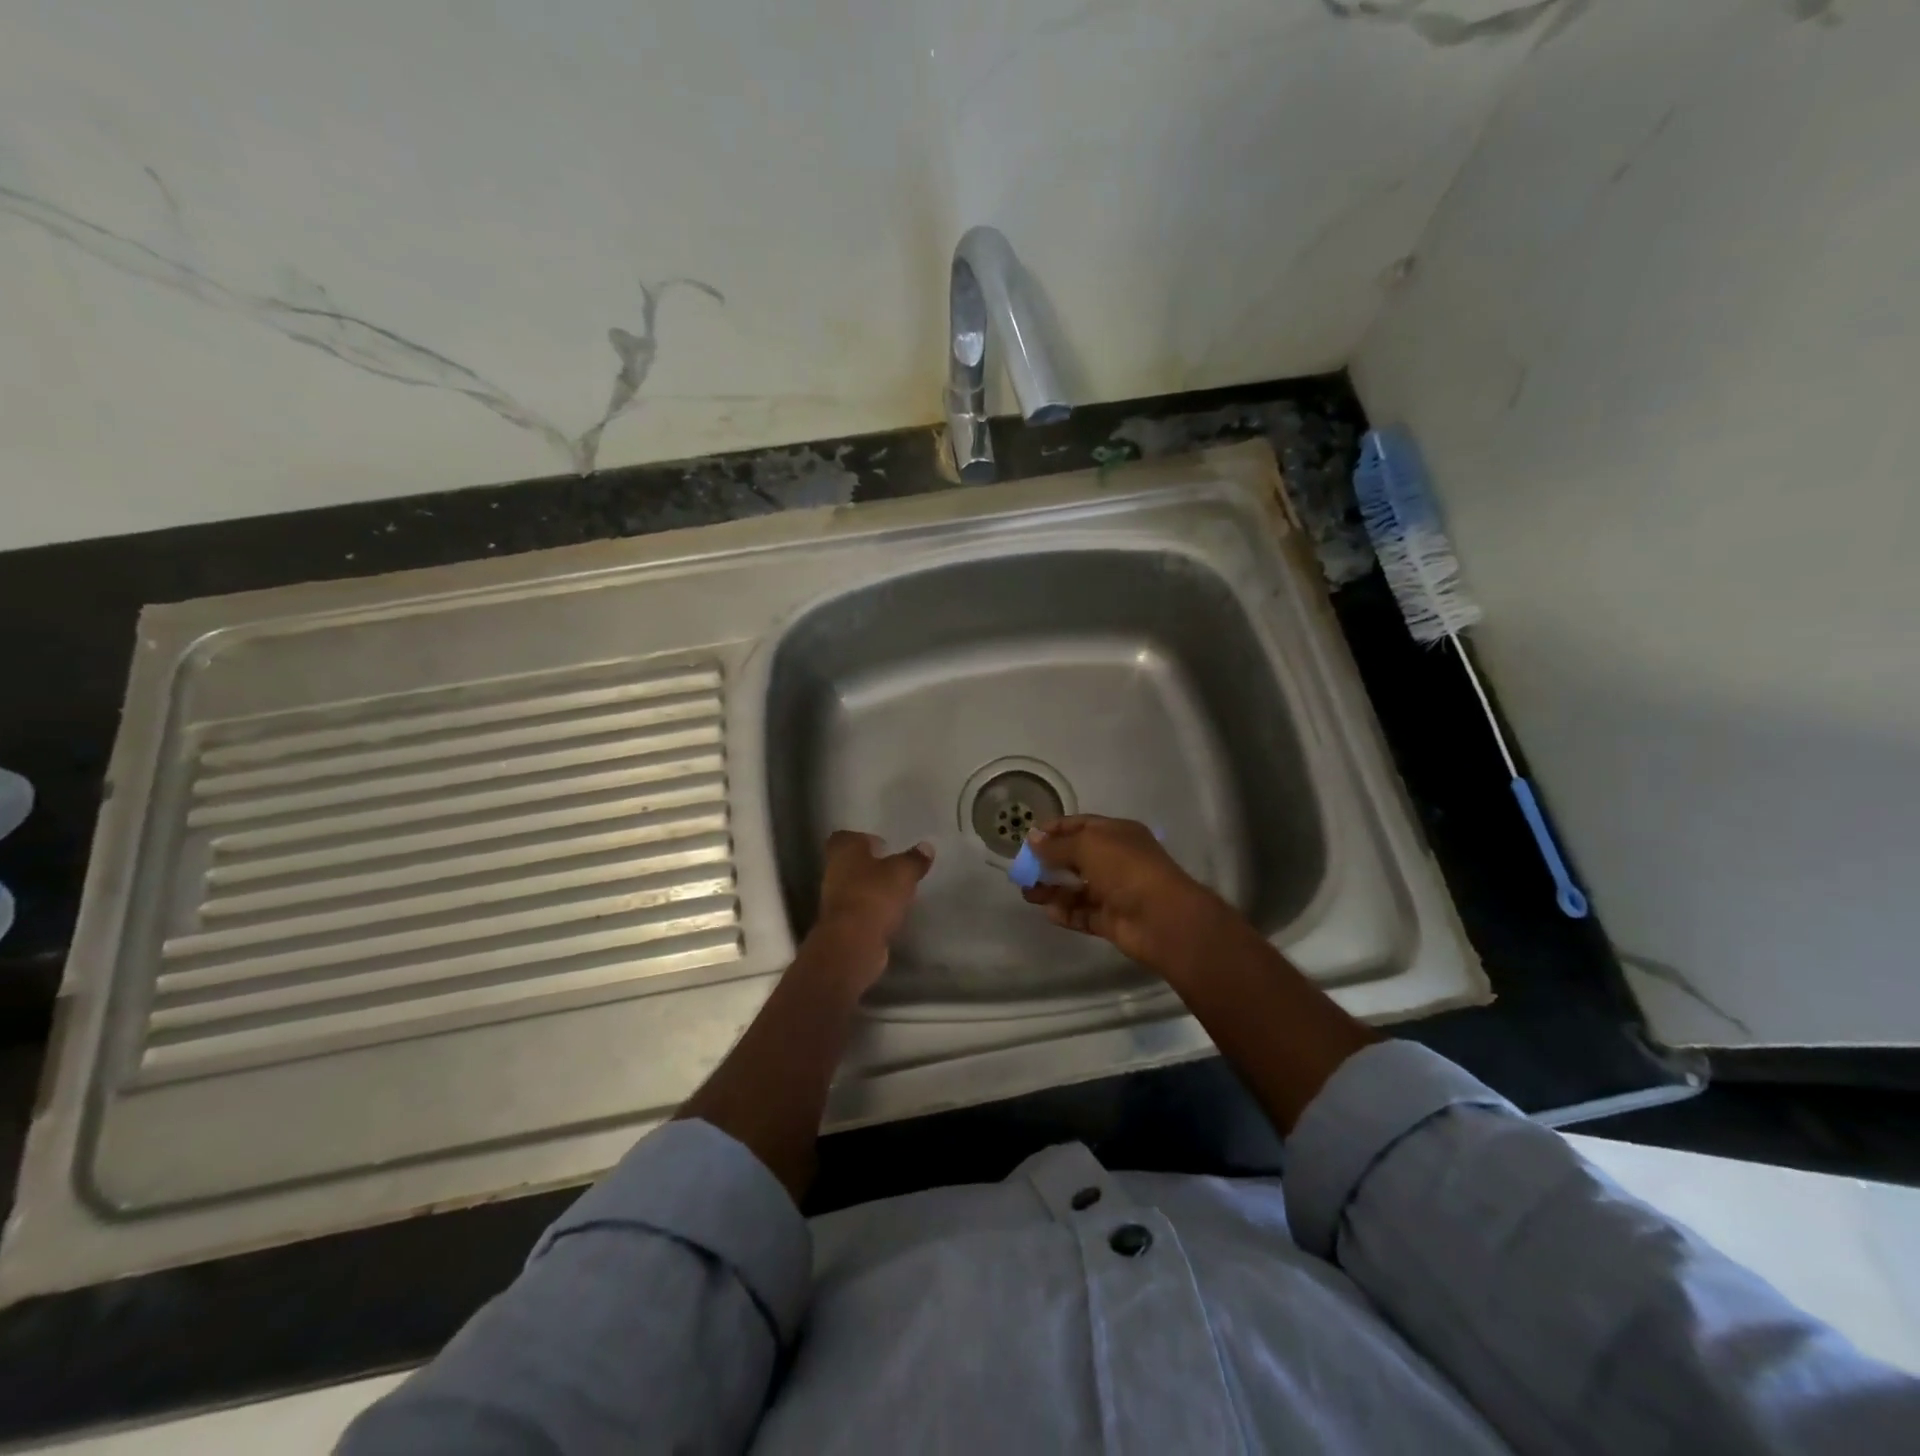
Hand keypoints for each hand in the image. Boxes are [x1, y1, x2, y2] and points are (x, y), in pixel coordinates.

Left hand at [810, 831, 934, 988]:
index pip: (845, 837)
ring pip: (853, 887)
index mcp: (844, 850)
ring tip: (896, 892)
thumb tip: (926, 847)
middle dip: (870, 865)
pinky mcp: (841, 924)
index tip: (883, 846)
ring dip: (871, 889)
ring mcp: (834, 900)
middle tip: (894, 868)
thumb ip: (915, 859)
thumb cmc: (875, 895)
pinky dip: (871, 910)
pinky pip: (858, 910)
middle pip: (849, 863)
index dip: (863, 839)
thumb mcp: (903, 872)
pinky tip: (890, 915)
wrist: (852, 942)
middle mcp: (834, 871)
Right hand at [1021, 815, 1239, 981]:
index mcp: (1117, 834)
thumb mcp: (1088, 846)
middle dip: (1048, 862)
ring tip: (1026, 892)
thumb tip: (1032, 839)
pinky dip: (1065, 912)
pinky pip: (1083, 914)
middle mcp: (1116, 860)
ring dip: (1051, 889)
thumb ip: (1057, 845)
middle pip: (1076, 858)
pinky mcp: (1111, 920)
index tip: (1027, 839)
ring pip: (1077, 888)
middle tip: (1022, 869)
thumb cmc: (1126, 869)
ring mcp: (1115, 892)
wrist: (1162, 918)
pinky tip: (1047, 911)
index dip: (1054, 830)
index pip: (1080, 826)